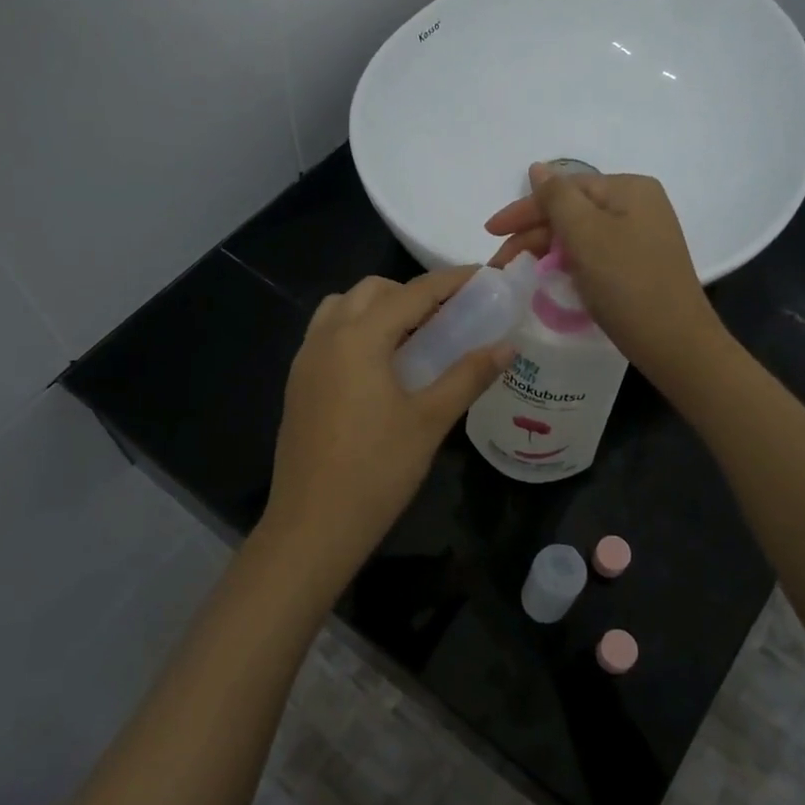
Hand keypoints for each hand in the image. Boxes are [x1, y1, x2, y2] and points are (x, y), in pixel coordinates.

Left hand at [259, 269, 510, 594]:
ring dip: (378, 309)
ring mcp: (305, 360)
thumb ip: (468, 376)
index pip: (413, 292)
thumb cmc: (376, 471)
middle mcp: (326, 337)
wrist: (312, 525)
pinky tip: (380, 368)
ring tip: (413, 340)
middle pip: (372, 291)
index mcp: (359, 338)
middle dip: (412, 293)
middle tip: (448, 318)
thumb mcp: (430, 421)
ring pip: (342, 308)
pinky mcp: (298, 384)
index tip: (483, 278)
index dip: (451, 282)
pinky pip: (328, 335)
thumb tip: (507, 346)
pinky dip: (356, 331)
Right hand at [485, 164, 727, 390]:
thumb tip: (537, 168)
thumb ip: (556, 197)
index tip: (490, 231)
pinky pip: (594, 253)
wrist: (674, 342)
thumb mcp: (585, 234)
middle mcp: (638, 205)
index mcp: (629, 188)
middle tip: (500, 262)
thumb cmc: (626, 283)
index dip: (523, 209)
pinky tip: (550, 278)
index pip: (564, 189)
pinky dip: (569, 263)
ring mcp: (641, 236)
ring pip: (581, 234)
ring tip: (518, 273)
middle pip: (572, 210)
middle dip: (532, 234)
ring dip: (547, 250)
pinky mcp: (639, 264)